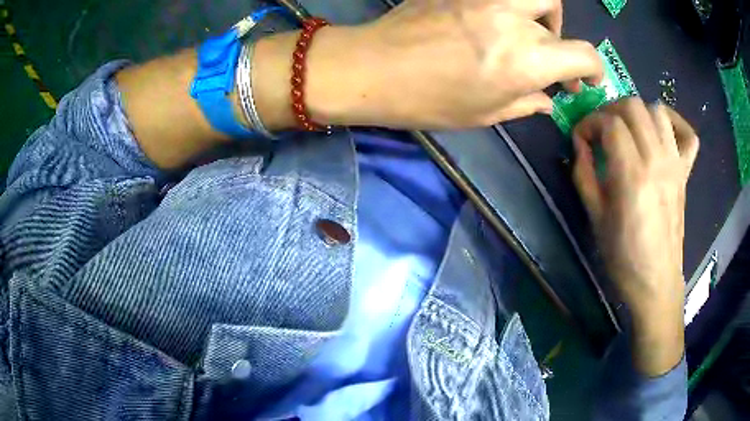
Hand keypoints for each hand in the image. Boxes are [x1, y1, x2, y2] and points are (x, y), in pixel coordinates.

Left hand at [253, 0, 603, 130]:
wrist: (372, 67)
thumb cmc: (428, 100)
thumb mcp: (485, 114)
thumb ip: (526, 103)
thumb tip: (548, 100)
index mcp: (527, 60)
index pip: (585, 54)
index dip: (594, 69)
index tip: (586, 80)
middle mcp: (515, 22)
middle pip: (558, 27)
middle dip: (562, 48)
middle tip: (551, 64)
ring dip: (544, 14)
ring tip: (530, 32)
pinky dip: (512, 7)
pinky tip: (498, 21)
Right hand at [572, 98, 698, 375]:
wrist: (656, 280)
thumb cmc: (623, 255)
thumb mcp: (594, 216)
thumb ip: (583, 173)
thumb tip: (580, 143)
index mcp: (632, 175)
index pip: (609, 123)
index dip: (589, 123)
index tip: (581, 138)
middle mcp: (657, 160)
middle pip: (633, 106)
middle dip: (610, 110)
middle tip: (602, 130)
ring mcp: (675, 164)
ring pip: (657, 111)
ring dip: (637, 113)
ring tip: (628, 130)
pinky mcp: (685, 173)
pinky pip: (688, 134)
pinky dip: (675, 123)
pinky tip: (662, 131)